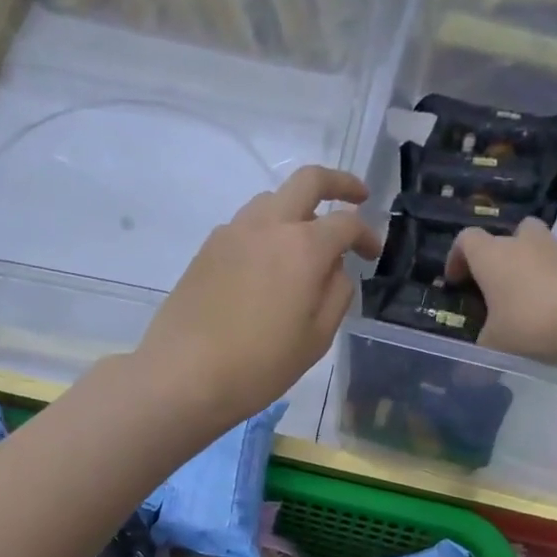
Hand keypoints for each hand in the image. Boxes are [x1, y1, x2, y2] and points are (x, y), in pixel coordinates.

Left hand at [136, 166, 379, 427]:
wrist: (184, 375)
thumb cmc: (259, 366)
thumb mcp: (316, 339)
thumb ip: (336, 294)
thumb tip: (336, 267)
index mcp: (303, 247)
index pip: (346, 223)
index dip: (367, 234)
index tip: (373, 254)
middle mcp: (268, 226)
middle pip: (308, 181)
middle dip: (339, 183)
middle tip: (356, 198)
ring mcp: (232, 233)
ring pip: (272, 199)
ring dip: (297, 208)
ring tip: (306, 240)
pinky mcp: (207, 249)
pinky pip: (246, 225)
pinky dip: (267, 230)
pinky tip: (267, 264)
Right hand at [445, 217, 556, 365]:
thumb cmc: (531, 322)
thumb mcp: (495, 345)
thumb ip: (478, 355)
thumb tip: (463, 378)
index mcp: (492, 256)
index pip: (466, 239)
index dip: (456, 258)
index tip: (456, 282)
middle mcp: (523, 244)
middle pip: (507, 235)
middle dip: (499, 256)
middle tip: (494, 285)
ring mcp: (556, 251)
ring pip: (536, 248)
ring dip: (527, 267)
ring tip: (522, 301)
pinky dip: (550, 283)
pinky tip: (548, 312)